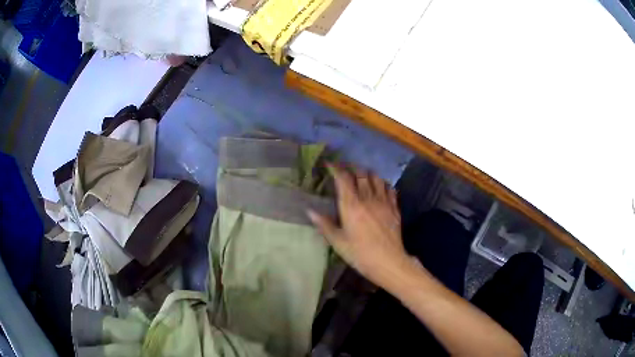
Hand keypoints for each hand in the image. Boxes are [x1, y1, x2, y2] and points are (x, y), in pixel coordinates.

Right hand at [308, 166, 410, 286]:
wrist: (388, 262)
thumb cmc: (360, 254)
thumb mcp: (338, 243)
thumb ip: (325, 225)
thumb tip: (310, 211)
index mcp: (351, 206)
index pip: (344, 179)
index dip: (336, 168)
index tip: (329, 164)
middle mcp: (368, 199)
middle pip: (361, 174)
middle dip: (352, 168)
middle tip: (345, 170)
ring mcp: (384, 202)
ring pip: (377, 178)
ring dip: (368, 174)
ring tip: (362, 176)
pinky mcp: (394, 208)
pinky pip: (390, 189)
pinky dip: (383, 184)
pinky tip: (380, 188)